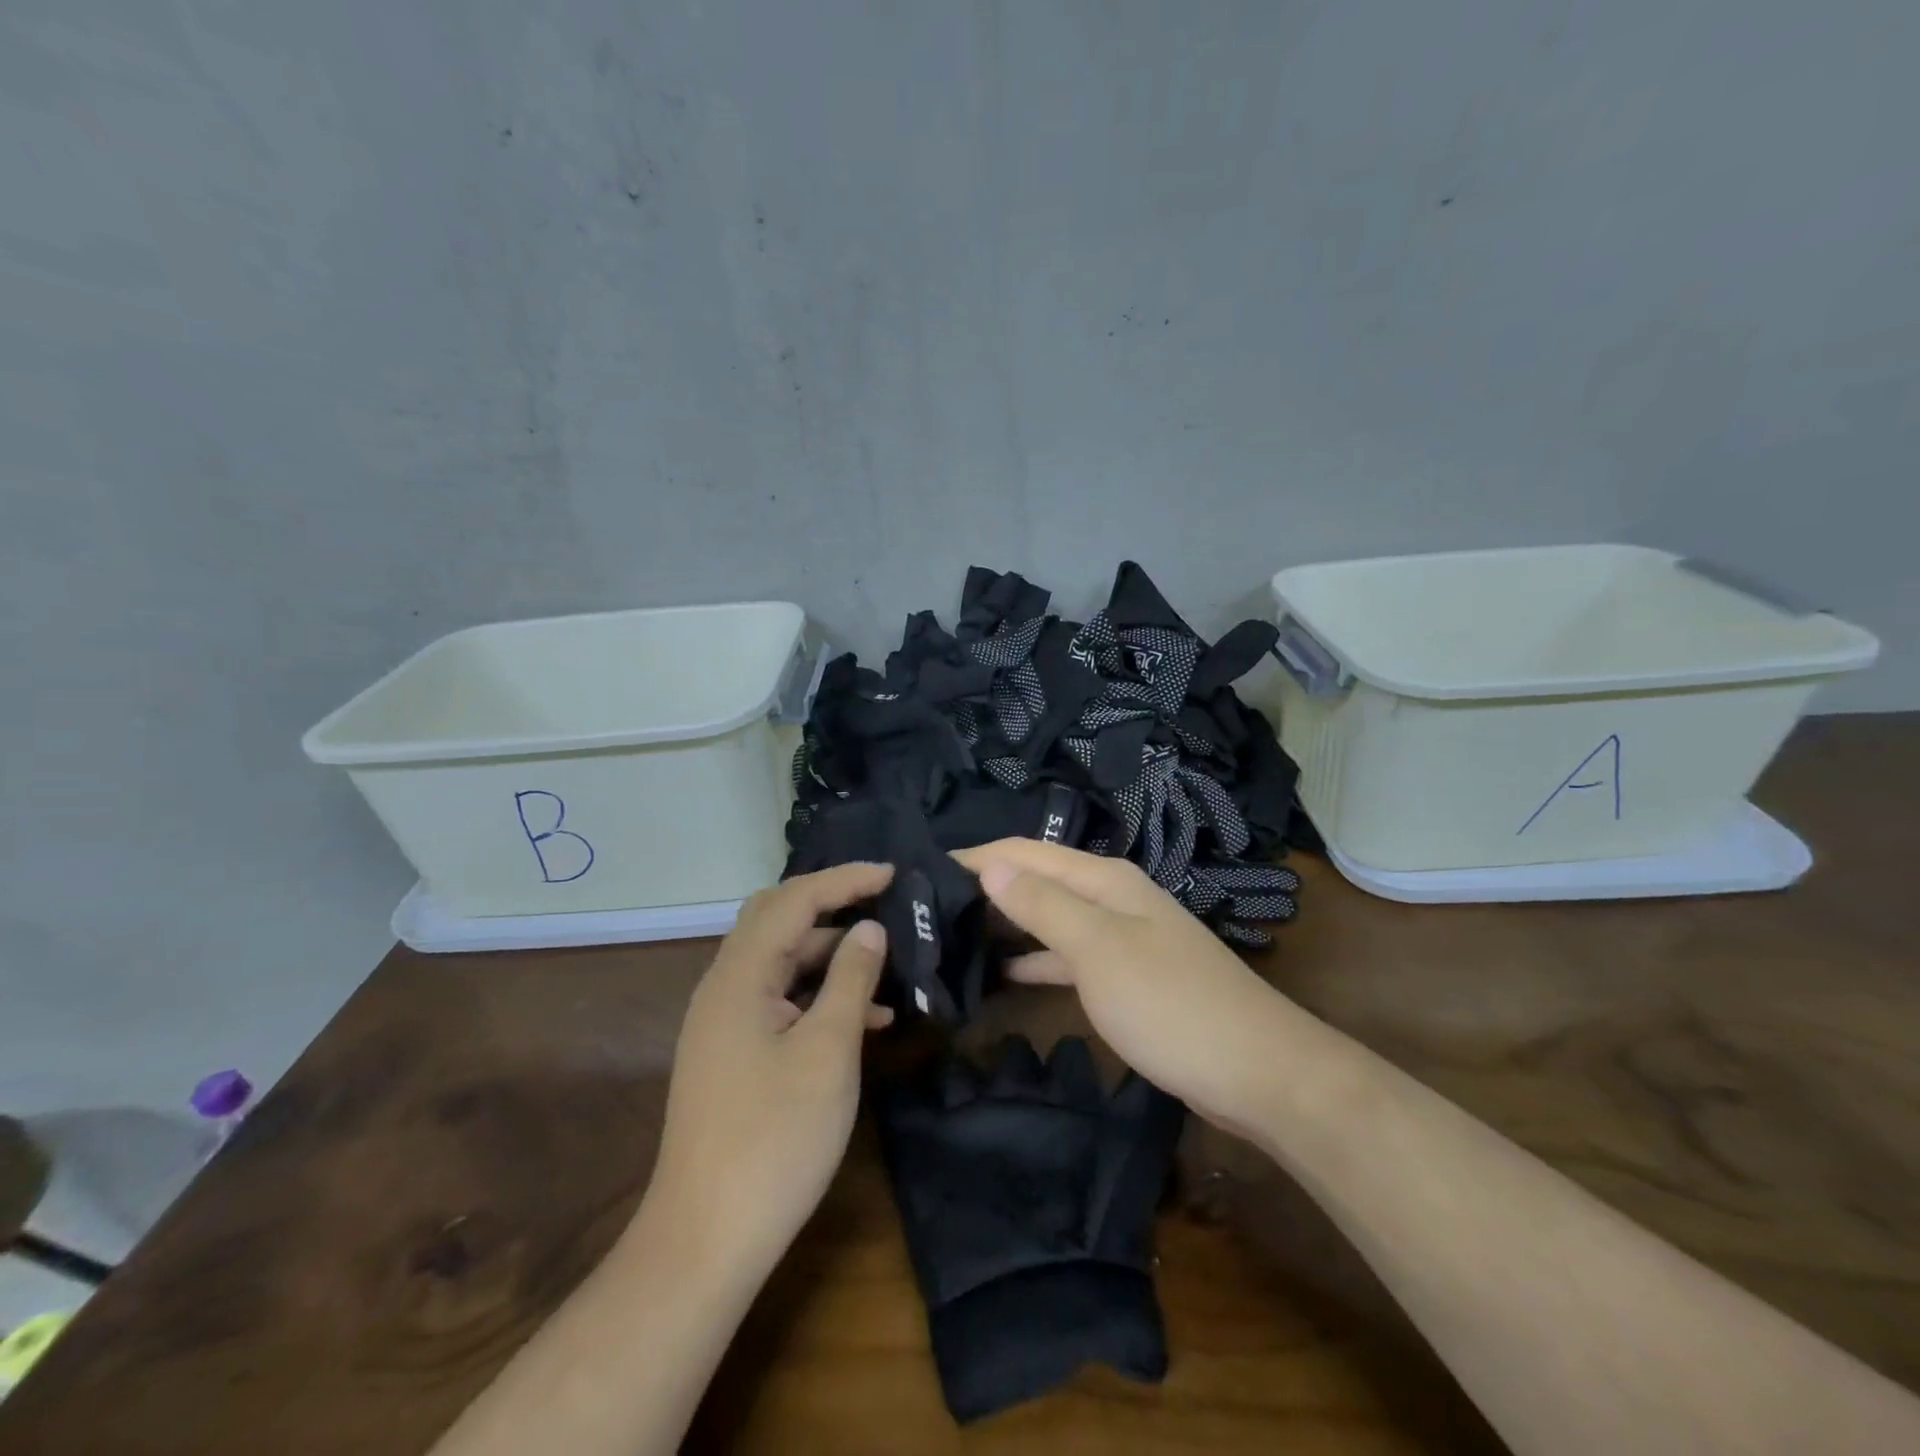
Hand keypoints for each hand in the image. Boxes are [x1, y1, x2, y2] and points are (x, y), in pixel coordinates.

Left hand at [641, 863, 894, 1279]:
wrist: (705, 1240)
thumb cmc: (774, 1139)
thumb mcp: (828, 1052)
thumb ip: (851, 980)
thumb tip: (870, 928)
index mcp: (740, 976)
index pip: (795, 899)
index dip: (846, 880)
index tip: (895, 875)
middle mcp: (725, 986)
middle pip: (778, 918)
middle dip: (832, 904)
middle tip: (884, 903)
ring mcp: (725, 1021)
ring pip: (781, 961)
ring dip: (830, 954)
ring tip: (888, 962)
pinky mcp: (733, 1052)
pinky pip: (780, 999)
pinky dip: (818, 994)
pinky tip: (865, 1018)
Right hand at [953, 840, 1295, 1137]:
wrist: (1255, 1070)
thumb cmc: (1170, 1003)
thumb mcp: (1098, 949)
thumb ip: (1042, 905)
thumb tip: (990, 866)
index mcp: (1104, 879)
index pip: (1026, 853)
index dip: (977, 857)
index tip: (923, 871)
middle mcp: (1111, 898)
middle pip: (1037, 881)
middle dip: (987, 888)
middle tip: (929, 908)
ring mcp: (1120, 938)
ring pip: (1049, 919)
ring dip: (1007, 924)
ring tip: (952, 936)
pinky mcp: (1125, 977)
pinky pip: (1066, 956)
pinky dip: (1034, 959)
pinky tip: (1002, 973)